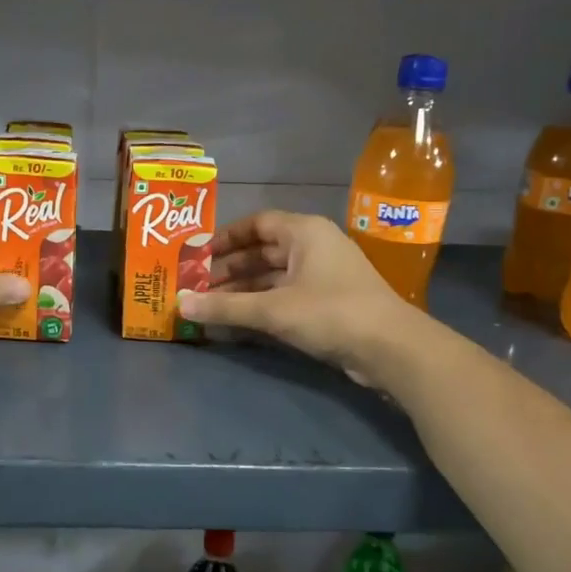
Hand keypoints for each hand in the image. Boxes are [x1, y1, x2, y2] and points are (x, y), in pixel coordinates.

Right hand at [176, 211, 418, 386]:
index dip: (224, 238)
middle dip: (228, 269)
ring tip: (209, 307)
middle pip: (262, 251)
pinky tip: (237, 322)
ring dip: (242, 291)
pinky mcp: (328, 302)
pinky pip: (285, 296)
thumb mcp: (273, 309)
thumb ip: (225, 307)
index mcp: (304, 232)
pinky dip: (261, 305)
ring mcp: (322, 275)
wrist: (390, 348)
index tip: (196, 255)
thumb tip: (180, 305)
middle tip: (196, 286)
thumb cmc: (330, 313)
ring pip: (273, 276)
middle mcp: (313, 246)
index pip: (256, 223)